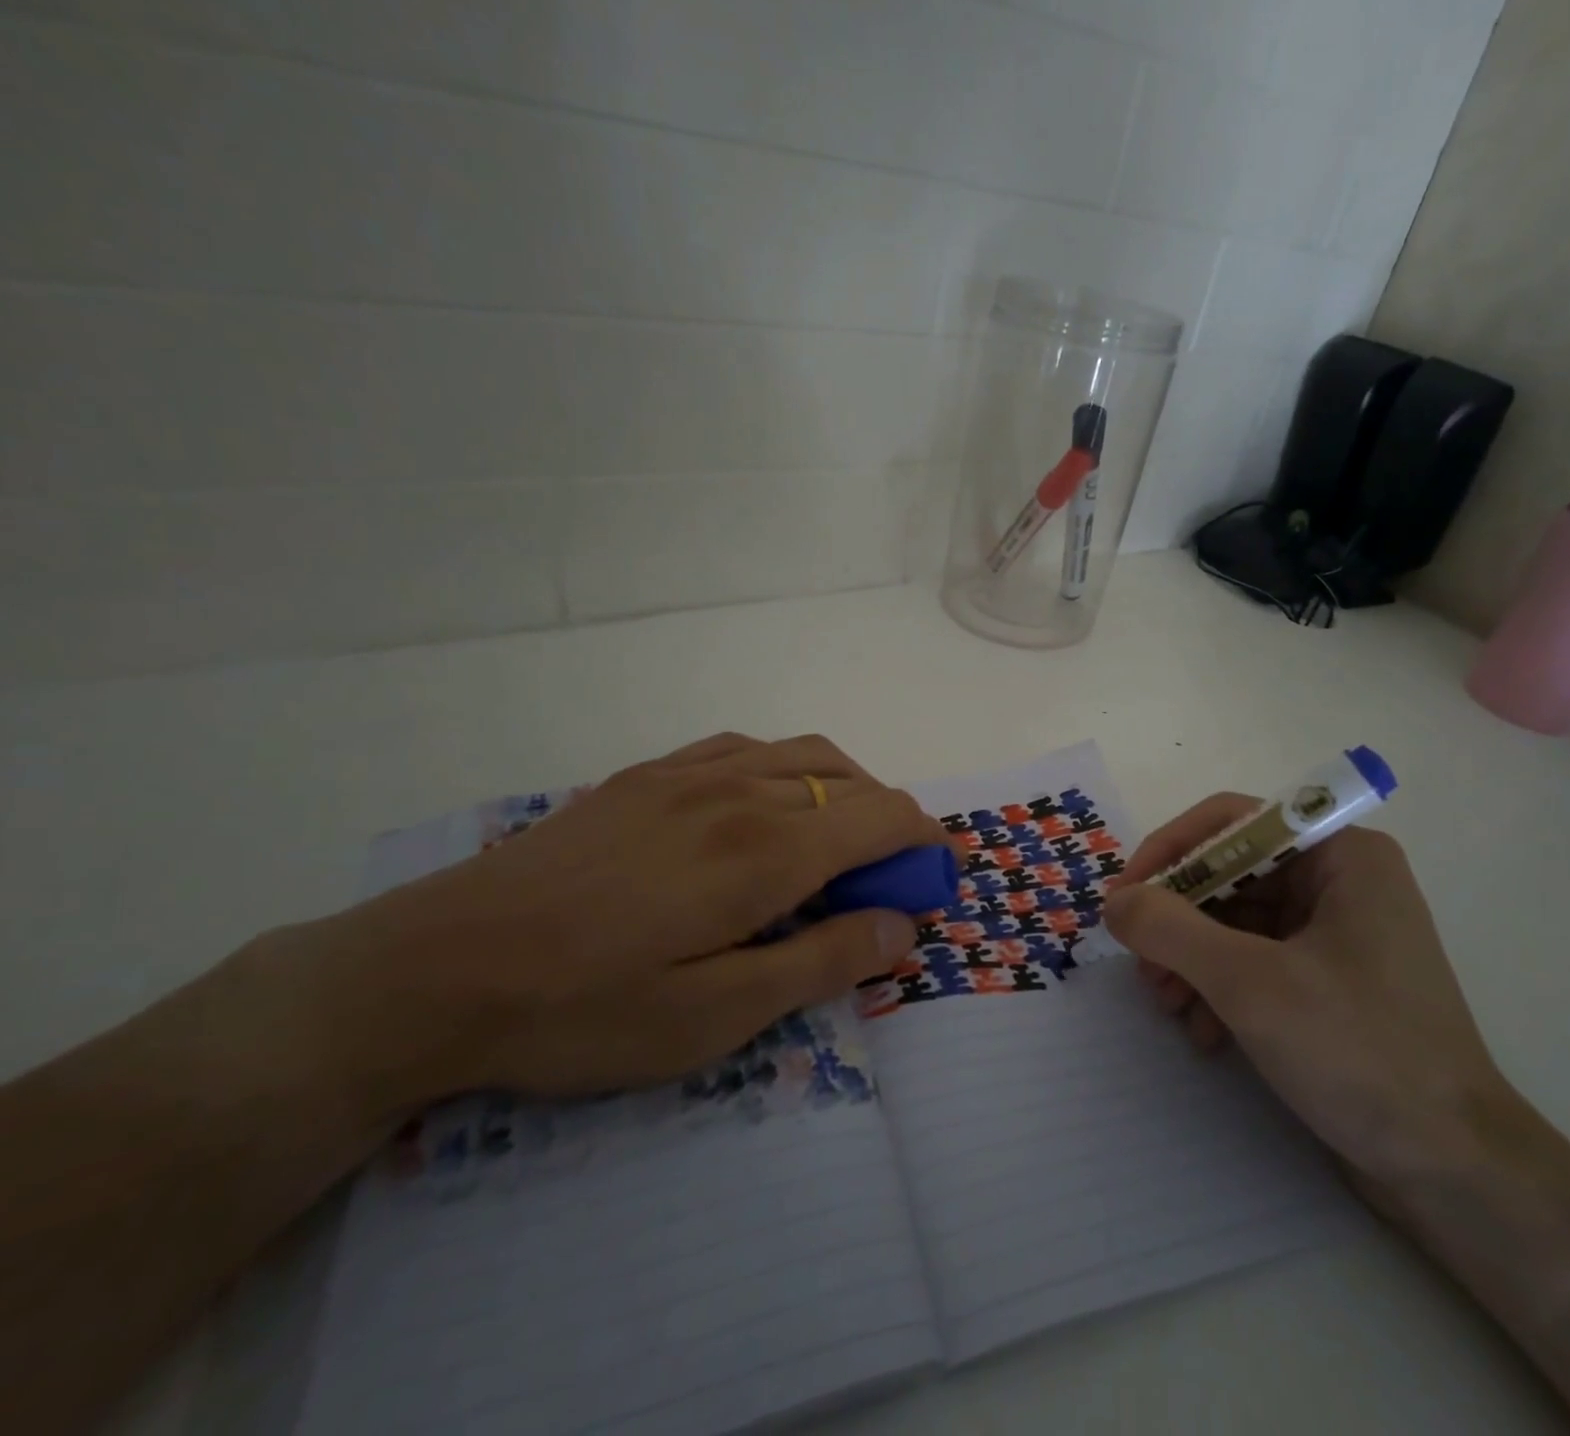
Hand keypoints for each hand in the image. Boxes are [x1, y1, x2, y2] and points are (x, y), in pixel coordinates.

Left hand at [271, 733, 945, 1115]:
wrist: (437, 967)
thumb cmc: (583, 1009)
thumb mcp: (715, 1017)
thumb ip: (821, 962)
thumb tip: (901, 925)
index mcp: (767, 849)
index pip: (882, 817)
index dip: (925, 843)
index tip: (936, 882)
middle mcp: (741, 790)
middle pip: (853, 782)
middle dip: (892, 824)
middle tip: (888, 882)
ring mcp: (690, 773)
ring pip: (804, 755)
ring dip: (846, 790)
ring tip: (840, 843)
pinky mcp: (648, 776)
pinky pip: (746, 749)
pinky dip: (788, 770)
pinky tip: (767, 808)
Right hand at [1103, 801, 1513, 1187]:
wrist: (1455, 1171)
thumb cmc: (1358, 1052)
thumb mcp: (1249, 983)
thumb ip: (1170, 929)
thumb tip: (1114, 901)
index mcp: (1340, 856)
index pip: (1230, 822)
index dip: (1168, 852)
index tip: (1123, 898)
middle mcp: (1340, 881)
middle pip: (1229, 874)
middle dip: (1177, 920)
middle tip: (1141, 965)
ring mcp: (1336, 933)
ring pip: (1234, 920)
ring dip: (1191, 959)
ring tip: (1168, 1006)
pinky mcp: (1329, 980)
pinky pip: (1254, 960)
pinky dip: (1220, 988)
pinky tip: (1205, 1033)